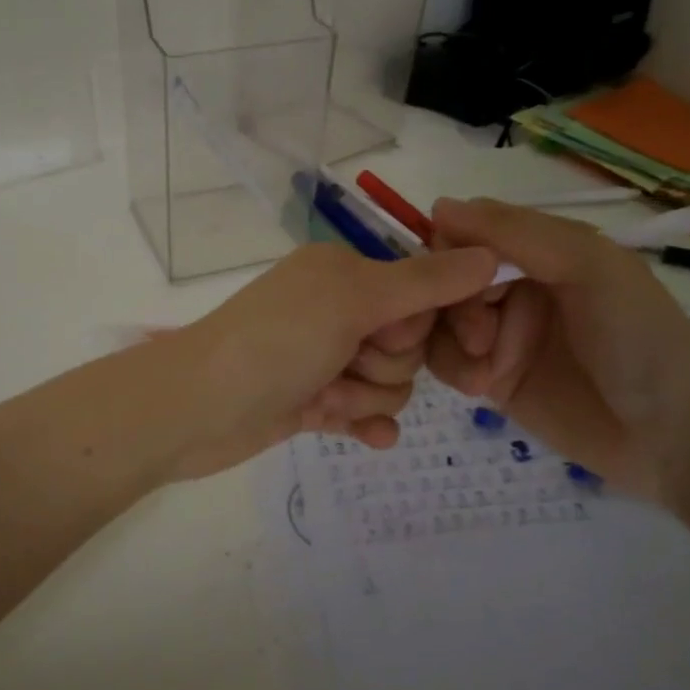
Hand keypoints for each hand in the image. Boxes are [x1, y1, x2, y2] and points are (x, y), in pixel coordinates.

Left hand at [167, 241, 498, 480]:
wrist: (198, 408)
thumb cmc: (277, 341)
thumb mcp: (353, 299)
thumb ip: (425, 282)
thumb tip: (491, 254)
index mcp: (345, 270)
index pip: (423, 289)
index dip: (434, 318)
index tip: (449, 339)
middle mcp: (337, 308)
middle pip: (409, 341)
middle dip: (388, 361)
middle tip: (348, 361)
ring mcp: (324, 357)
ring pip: (390, 381)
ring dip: (367, 394)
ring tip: (326, 396)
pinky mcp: (313, 401)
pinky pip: (365, 412)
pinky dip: (366, 421)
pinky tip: (364, 436)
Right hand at [427, 198, 689, 509]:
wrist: (672, 436)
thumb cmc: (639, 338)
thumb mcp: (589, 266)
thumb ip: (517, 232)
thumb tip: (438, 206)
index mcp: (539, 250)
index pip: (466, 235)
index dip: (449, 254)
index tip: (455, 280)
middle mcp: (514, 286)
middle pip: (445, 280)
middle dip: (453, 306)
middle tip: (481, 337)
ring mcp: (500, 333)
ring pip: (437, 320)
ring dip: (449, 341)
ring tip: (482, 371)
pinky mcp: (490, 377)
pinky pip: (443, 360)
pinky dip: (451, 369)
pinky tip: (480, 388)